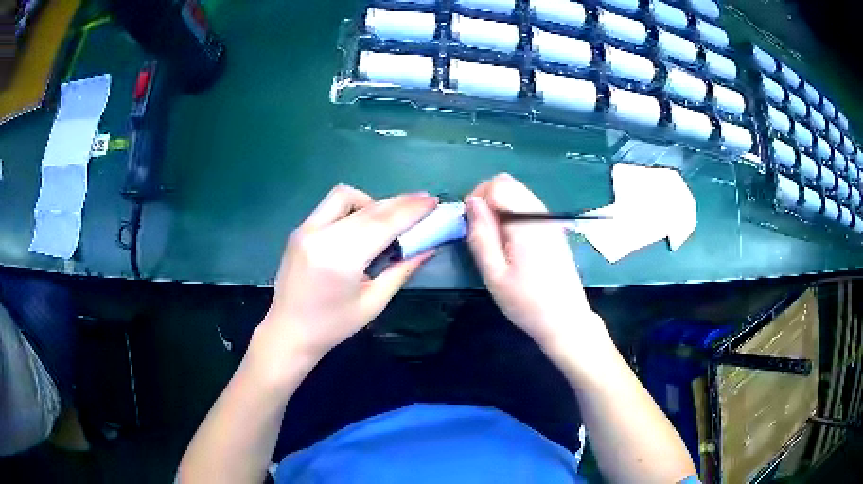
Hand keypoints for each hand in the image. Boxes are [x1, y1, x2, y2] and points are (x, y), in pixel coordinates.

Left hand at [260, 185, 437, 362]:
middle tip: (422, 201)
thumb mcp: (373, 302)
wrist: (288, 331)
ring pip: (344, 196)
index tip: (433, 201)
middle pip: (367, 207)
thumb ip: (401, 270)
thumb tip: (428, 247)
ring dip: (372, 201)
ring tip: (389, 217)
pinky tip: (363, 224)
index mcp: (340, 259)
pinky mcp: (299, 230)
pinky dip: (353, 208)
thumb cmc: (333, 325)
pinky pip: (330, 207)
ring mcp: (305, 229)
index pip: (382, 223)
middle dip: (399, 202)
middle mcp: (320, 235)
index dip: (411, 210)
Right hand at [465, 174, 601, 350]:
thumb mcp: (495, 274)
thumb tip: (472, 202)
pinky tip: (511, 242)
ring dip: (500, 206)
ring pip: (518, 193)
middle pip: (509, 183)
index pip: (499, 184)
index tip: (471, 224)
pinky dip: (513, 214)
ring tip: (495, 240)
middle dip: (488, 199)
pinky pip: (528, 206)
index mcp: (526, 223)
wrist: (565, 320)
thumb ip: (481, 235)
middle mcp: (541, 214)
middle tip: (481, 232)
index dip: (479, 197)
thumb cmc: (526, 302)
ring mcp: (550, 220)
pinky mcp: (554, 228)